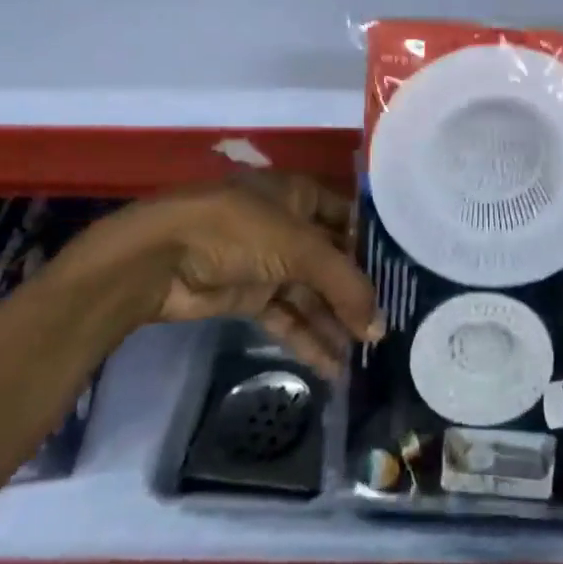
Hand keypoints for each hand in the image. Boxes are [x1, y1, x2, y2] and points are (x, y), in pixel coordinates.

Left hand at [66, 175, 381, 376]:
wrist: (159, 258)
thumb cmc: (238, 230)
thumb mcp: (300, 248)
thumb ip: (344, 285)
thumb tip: (379, 327)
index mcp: (299, 195)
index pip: (348, 218)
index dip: (373, 244)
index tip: (403, 274)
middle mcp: (287, 225)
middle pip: (331, 260)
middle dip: (356, 292)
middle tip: (389, 324)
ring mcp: (267, 262)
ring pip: (311, 293)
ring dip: (335, 322)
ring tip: (366, 355)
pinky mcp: (248, 296)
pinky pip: (287, 317)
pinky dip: (308, 339)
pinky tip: (334, 367)